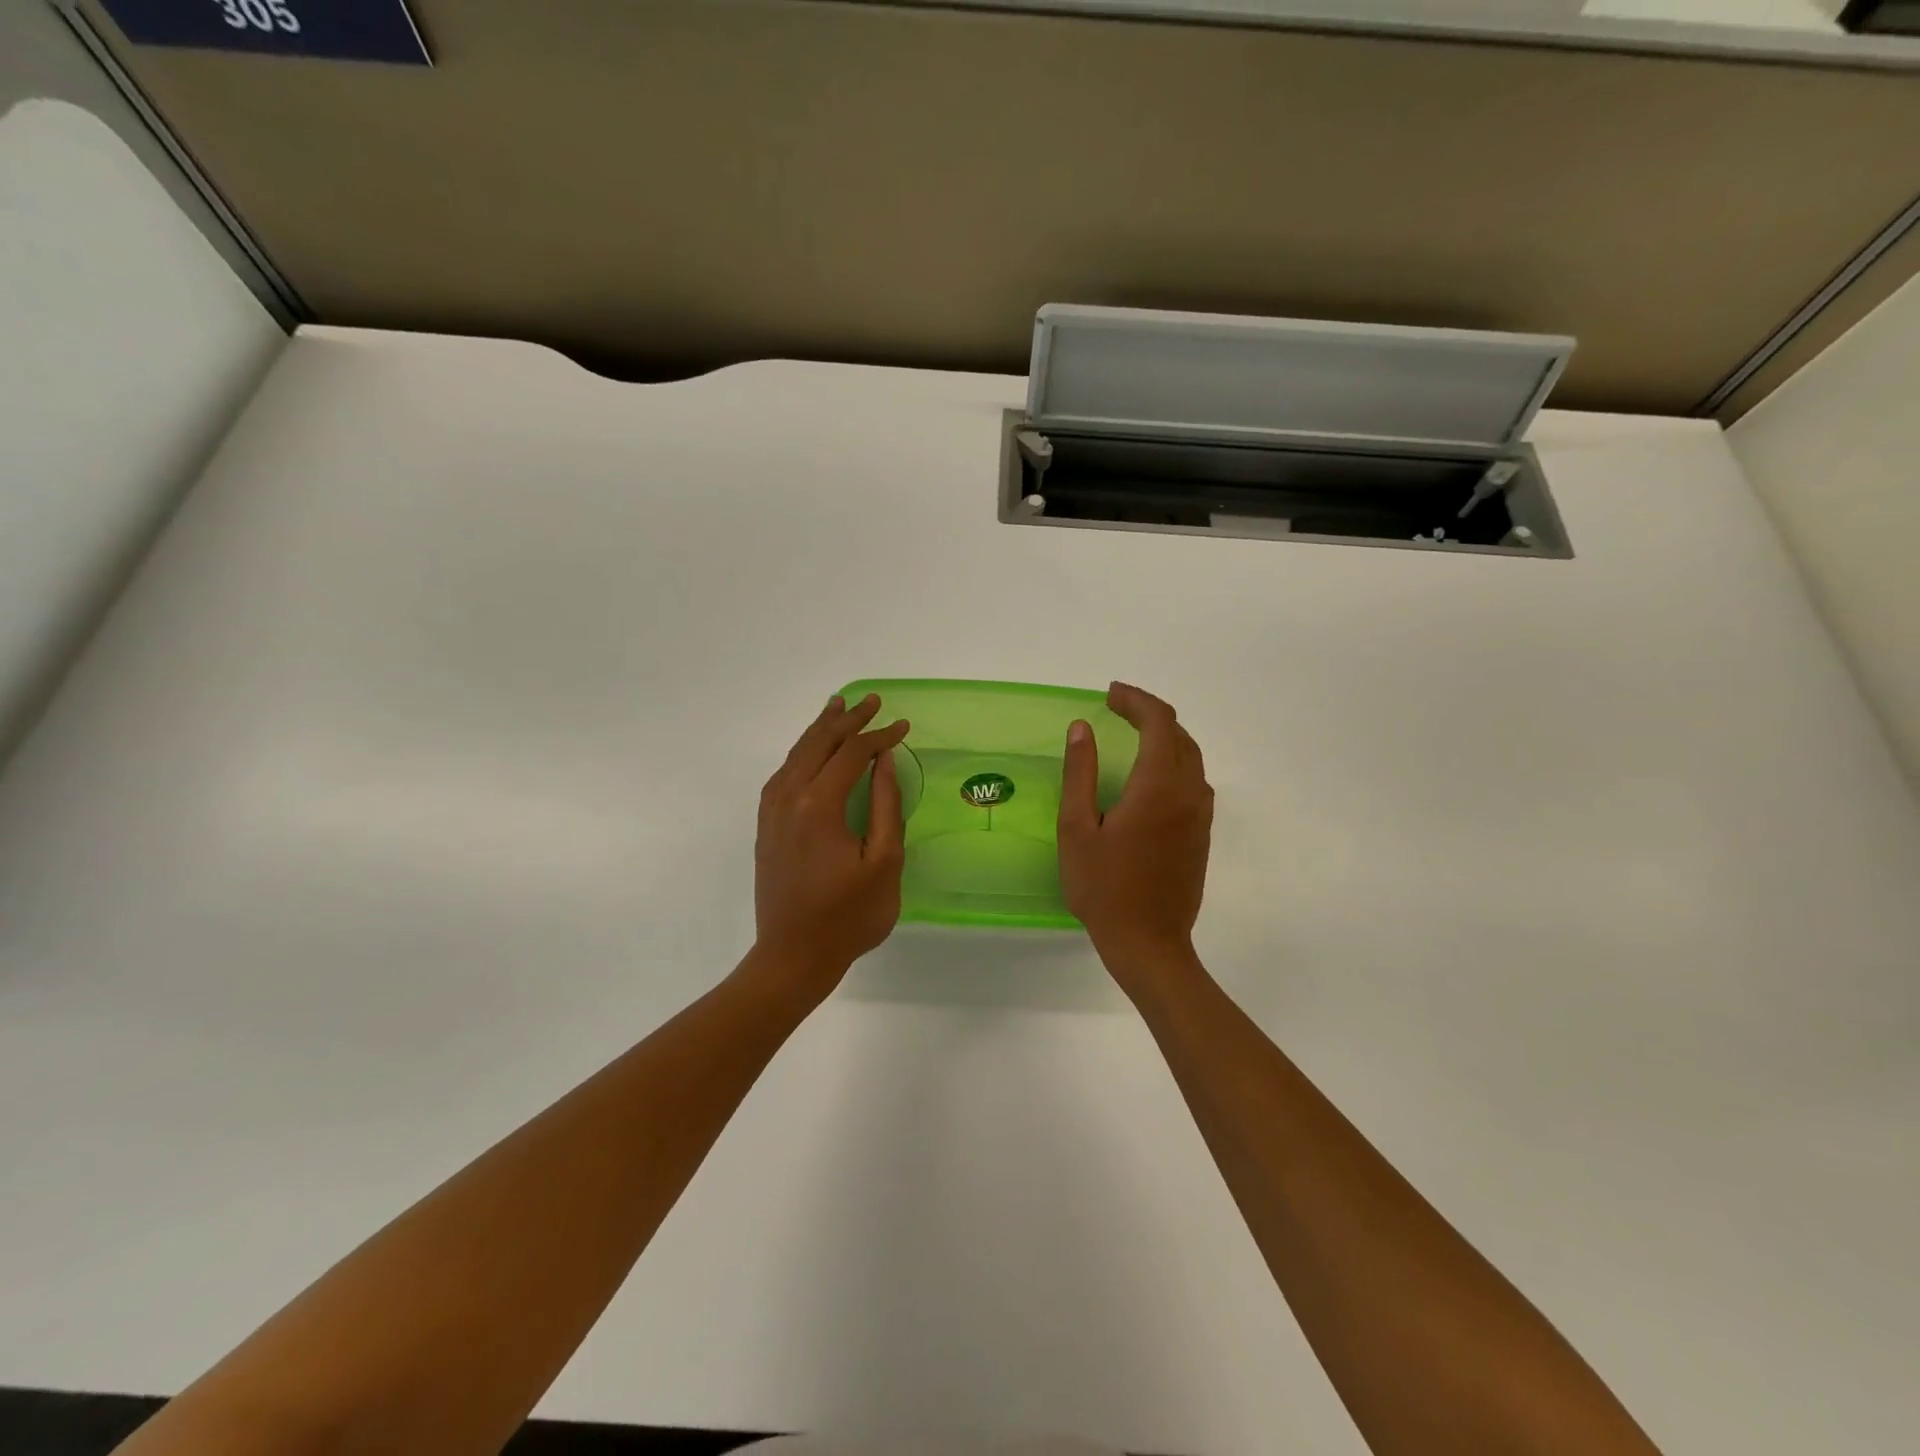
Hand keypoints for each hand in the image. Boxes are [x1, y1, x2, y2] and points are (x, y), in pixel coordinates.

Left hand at [750, 693, 910, 1002]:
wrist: (792, 956)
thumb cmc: (848, 916)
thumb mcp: (883, 863)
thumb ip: (885, 806)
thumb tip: (885, 762)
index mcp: (819, 805)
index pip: (852, 754)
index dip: (879, 736)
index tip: (903, 726)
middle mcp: (789, 798)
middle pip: (819, 744)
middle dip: (847, 719)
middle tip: (871, 699)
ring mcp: (772, 811)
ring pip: (796, 754)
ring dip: (820, 730)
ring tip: (838, 707)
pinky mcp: (766, 825)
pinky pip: (784, 773)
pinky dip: (801, 752)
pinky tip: (811, 751)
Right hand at [1058, 682, 1213, 981]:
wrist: (1149, 943)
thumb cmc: (1104, 887)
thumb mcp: (1077, 828)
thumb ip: (1080, 773)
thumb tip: (1081, 728)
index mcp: (1158, 786)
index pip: (1158, 722)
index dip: (1135, 700)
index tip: (1109, 695)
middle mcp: (1188, 792)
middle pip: (1179, 734)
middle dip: (1149, 714)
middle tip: (1117, 709)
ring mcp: (1201, 815)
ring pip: (1191, 757)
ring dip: (1165, 737)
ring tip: (1132, 735)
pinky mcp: (1202, 834)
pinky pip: (1194, 781)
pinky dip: (1174, 762)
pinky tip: (1150, 776)